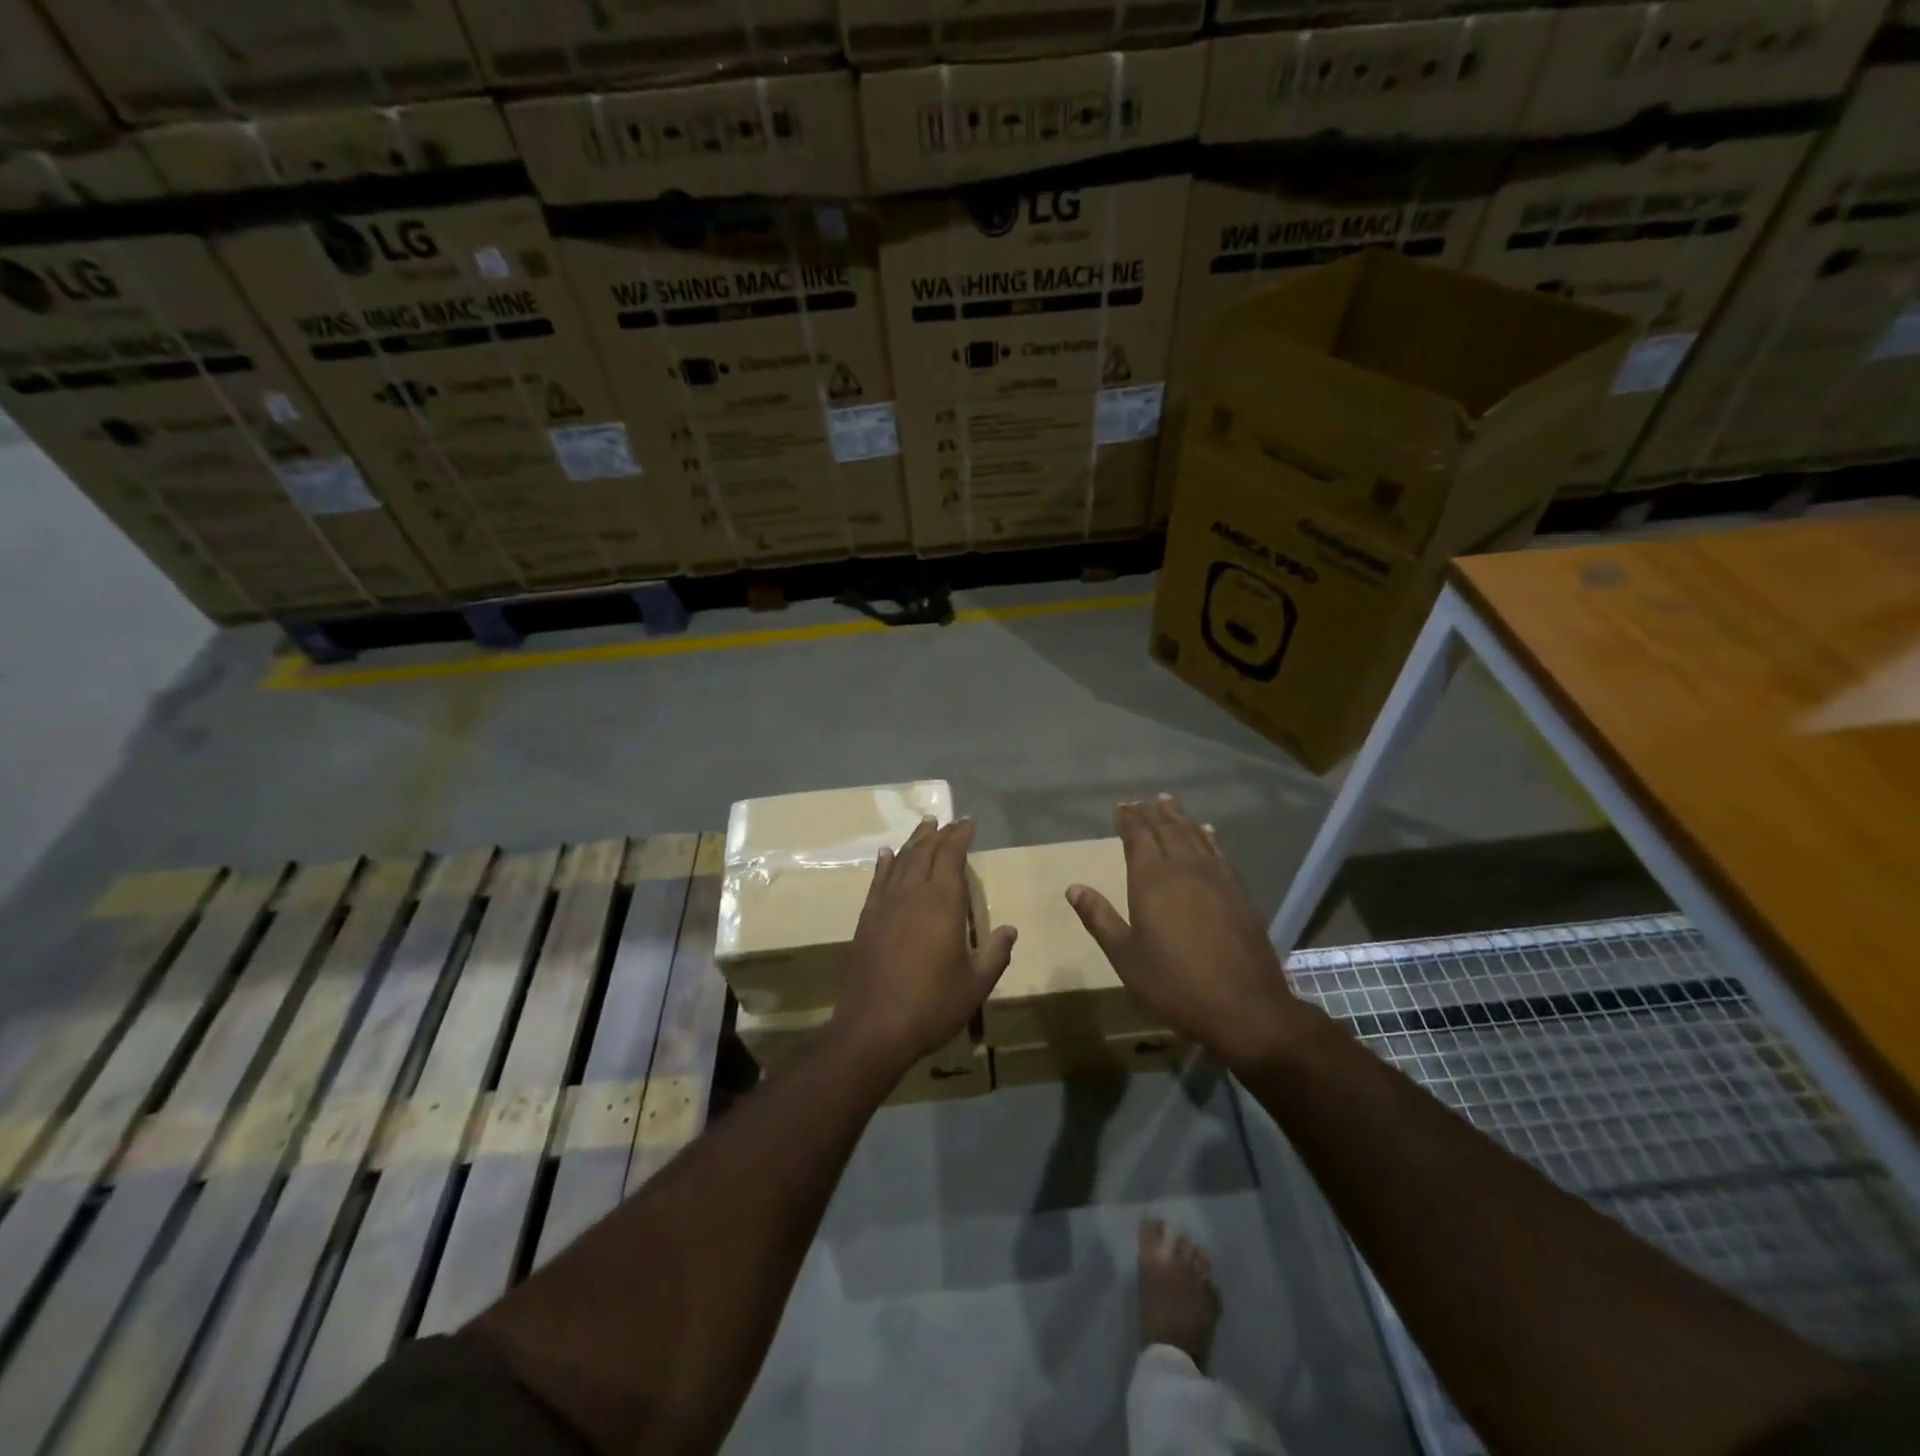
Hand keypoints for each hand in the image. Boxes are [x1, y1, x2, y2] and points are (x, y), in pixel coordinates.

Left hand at [834, 817, 1015, 1069]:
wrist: (873, 1027)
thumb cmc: (932, 1005)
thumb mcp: (976, 984)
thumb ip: (995, 954)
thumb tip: (1009, 930)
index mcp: (943, 902)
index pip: (952, 855)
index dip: (960, 835)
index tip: (968, 822)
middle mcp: (913, 893)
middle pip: (926, 852)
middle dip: (939, 833)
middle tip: (949, 821)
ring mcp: (886, 904)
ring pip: (901, 860)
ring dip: (914, 841)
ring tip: (925, 826)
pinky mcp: (867, 919)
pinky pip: (878, 880)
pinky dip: (885, 863)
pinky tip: (887, 854)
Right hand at [1066, 795, 1304, 1068]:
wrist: (1244, 1007)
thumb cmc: (1174, 983)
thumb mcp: (1125, 956)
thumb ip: (1099, 918)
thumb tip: (1073, 888)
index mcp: (1152, 879)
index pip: (1138, 836)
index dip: (1129, 818)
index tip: (1121, 806)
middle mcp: (1184, 868)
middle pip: (1167, 829)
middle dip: (1152, 813)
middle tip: (1143, 800)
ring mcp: (1216, 878)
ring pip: (1195, 835)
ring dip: (1180, 817)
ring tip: (1169, 803)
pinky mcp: (1239, 892)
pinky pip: (1219, 852)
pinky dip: (1209, 837)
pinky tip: (1208, 832)